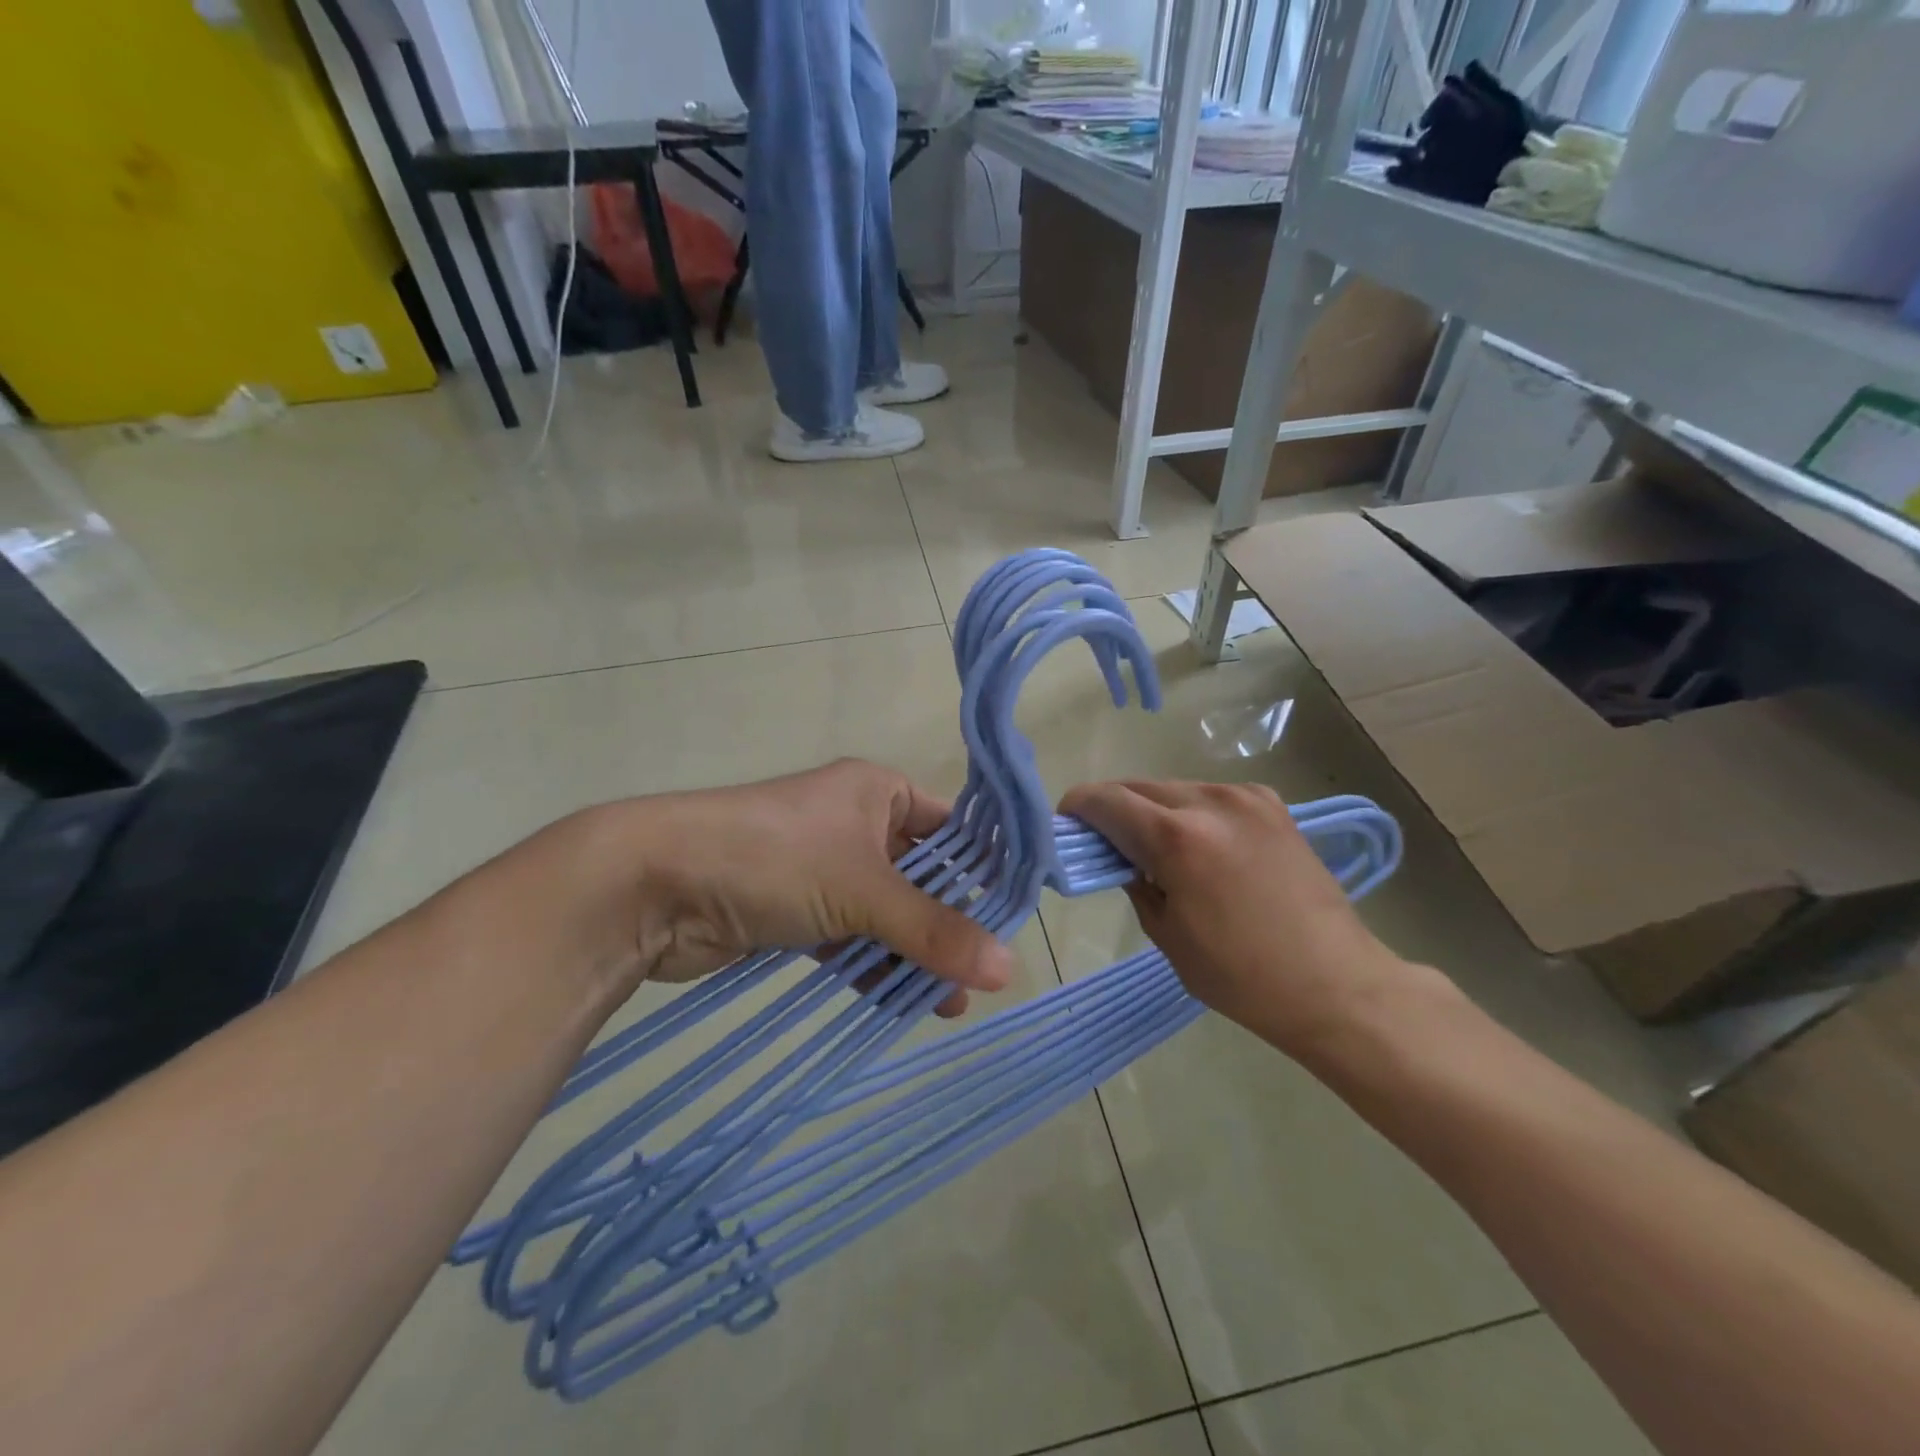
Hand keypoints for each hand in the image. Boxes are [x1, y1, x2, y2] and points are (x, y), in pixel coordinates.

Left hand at [560, 760, 1013, 1014]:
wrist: (654, 884)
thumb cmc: (773, 858)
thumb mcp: (862, 890)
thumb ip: (934, 930)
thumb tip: (1008, 969)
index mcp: (877, 792)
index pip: (951, 827)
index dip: (984, 870)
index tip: (1017, 918)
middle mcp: (855, 823)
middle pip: (920, 876)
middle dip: (949, 924)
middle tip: (983, 972)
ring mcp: (823, 868)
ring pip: (885, 912)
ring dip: (913, 953)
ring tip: (948, 1004)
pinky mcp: (795, 910)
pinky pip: (850, 937)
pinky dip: (873, 966)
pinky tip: (901, 1003)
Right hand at [1060, 779, 1432, 1057]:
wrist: (1335, 982)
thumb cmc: (1241, 975)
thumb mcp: (1166, 934)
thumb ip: (1134, 882)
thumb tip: (1119, 858)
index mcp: (1178, 838)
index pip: (1106, 800)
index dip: (1077, 808)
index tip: (1065, 825)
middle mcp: (1210, 802)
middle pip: (1138, 787)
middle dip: (1113, 809)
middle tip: (1105, 842)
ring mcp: (1246, 797)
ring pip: (1174, 788)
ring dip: (1152, 809)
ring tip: (1155, 848)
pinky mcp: (1271, 804)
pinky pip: (1209, 797)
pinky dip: (1190, 812)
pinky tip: (1199, 846)